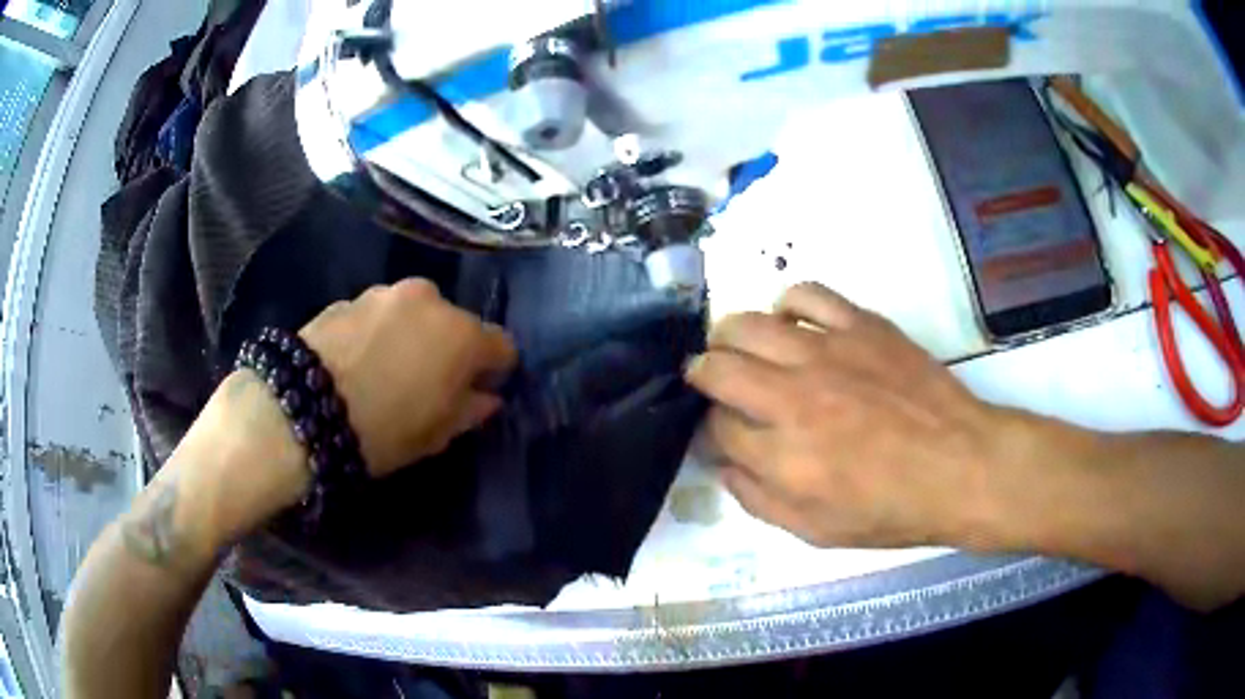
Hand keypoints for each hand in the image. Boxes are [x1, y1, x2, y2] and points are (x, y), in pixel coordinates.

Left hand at [300, 279, 516, 475]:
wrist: (301, 407)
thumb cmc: (383, 429)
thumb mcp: (437, 434)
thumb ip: (471, 409)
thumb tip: (487, 396)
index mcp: (462, 334)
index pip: (502, 345)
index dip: (495, 369)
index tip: (479, 390)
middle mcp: (430, 300)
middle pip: (455, 323)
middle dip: (449, 347)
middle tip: (428, 381)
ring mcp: (385, 293)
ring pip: (414, 314)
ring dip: (411, 335)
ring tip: (385, 369)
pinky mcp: (348, 297)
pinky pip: (377, 315)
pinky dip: (377, 332)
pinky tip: (356, 361)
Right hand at [687, 283, 1016, 548]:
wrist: (961, 466)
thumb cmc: (892, 509)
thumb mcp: (817, 531)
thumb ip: (759, 500)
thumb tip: (723, 464)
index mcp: (782, 457)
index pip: (716, 428)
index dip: (711, 430)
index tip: (722, 431)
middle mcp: (793, 397)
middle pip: (716, 367)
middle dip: (702, 375)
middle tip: (714, 381)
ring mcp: (826, 352)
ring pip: (747, 324)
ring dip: (730, 337)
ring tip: (742, 348)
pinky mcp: (859, 324)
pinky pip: (804, 294)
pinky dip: (786, 305)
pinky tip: (793, 324)